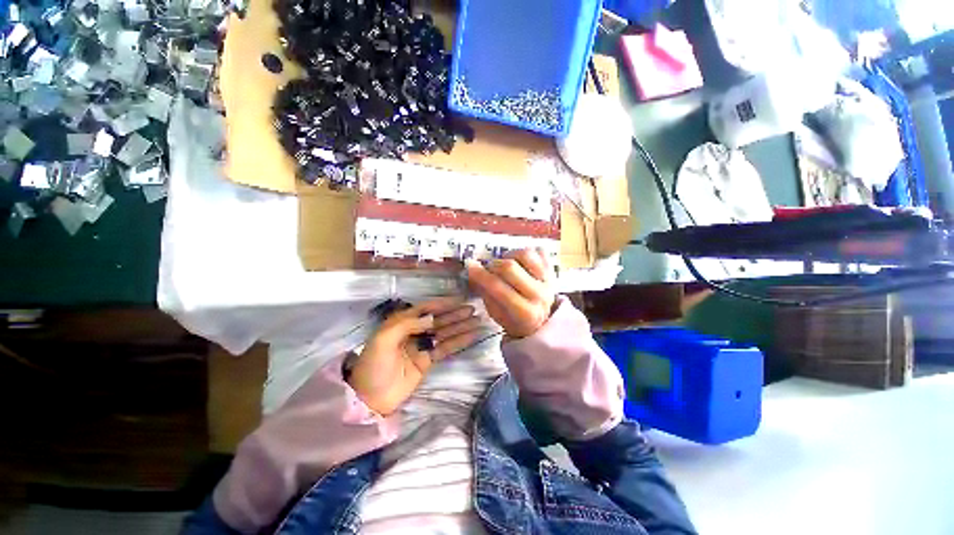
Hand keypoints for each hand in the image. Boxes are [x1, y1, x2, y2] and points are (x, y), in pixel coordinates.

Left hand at [348, 298, 482, 415]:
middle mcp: (413, 331)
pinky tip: (471, 336)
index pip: (424, 309)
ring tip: (478, 320)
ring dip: (460, 326)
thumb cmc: (373, 365)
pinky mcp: (428, 360)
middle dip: (455, 314)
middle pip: (438, 320)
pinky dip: (459, 342)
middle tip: (473, 309)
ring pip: (444, 332)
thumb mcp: (383, 340)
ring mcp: (422, 346)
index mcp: (401, 323)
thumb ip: (407, 324)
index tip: (458, 301)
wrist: (370, 399)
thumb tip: (432, 317)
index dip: (442, 304)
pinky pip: (446, 348)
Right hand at [465, 249, 555, 338]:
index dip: (480, 274)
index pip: (497, 287)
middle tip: (490, 269)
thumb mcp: (496, 314)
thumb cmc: (514, 320)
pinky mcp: (552, 269)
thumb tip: (473, 269)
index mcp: (525, 312)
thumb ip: (485, 292)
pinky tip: (520, 262)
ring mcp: (549, 280)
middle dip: (493, 265)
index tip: (469, 265)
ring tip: (506, 263)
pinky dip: (525, 253)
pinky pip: (538, 251)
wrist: (541, 321)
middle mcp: (539, 295)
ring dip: (510, 255)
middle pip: (510, 267)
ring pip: (525, 254)